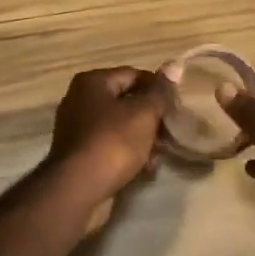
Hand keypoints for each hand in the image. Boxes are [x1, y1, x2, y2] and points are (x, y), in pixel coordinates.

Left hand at [44, 66, 168, 211]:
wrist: (77, 190)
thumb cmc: (112, 142)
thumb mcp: (144, 113)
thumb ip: (160, 91)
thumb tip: (174, 65)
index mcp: (92, 82)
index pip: (134, 75)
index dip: (158, 89)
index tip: (177, 106)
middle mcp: (80, 100)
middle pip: (126, 101)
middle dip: (152, 117)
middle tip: (172, 132)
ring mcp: (78, 129)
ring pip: (120, 126)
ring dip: (143, 137)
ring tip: (161, 153)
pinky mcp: (80, 155)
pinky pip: (110, 146)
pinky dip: (128, 153)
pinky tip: (146, 168)